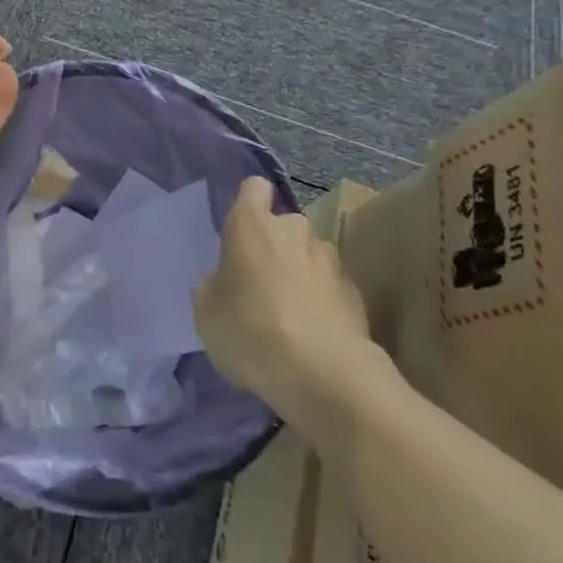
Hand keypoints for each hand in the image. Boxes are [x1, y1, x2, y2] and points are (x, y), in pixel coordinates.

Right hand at [194, 177, 380, 434]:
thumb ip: (214, 285)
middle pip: (283, 226)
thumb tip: (225, 281)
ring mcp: (330, 259)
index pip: (253, 188)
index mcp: (252, 224)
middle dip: (274, 248)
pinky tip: (313, 337)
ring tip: (289, 318)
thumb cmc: (252, 332)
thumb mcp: (207, 313)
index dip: (248, 204)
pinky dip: (321, 303)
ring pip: (308, 257)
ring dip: (299, 275)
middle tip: (260, 286)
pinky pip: (329, 288)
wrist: (326, 375)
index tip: (241, 232)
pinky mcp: (355, 292)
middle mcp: (294, 229)